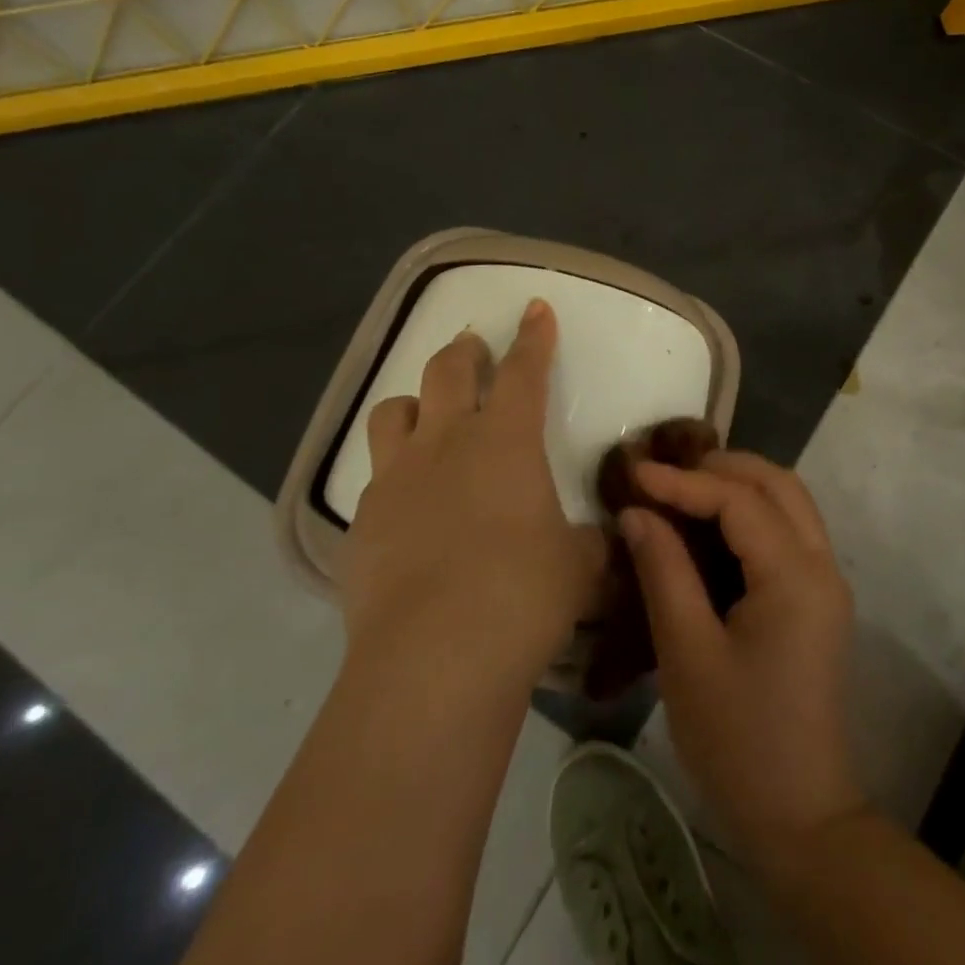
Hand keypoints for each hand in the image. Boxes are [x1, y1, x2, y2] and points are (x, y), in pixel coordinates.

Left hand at [338, 298, 607, 688]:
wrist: (434, 656)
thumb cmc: (523, 594)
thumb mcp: (578, 565)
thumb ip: (590, 541)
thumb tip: (602, 537)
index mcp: (505, 440)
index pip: (523, 370)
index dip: (533, 335)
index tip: (535, 308)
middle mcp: (445, 443)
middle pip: (447, 370)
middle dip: (465, 351)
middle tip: (473, 346)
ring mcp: (396, 478)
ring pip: (393, 411)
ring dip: (414, 402)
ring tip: (426, 415)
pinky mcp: (362, 521)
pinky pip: (375, 477)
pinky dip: (394, 474)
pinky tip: (406, 505)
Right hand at [620, 452, 864, 863]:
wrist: (801, 818)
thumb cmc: (738, 740)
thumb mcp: (687, 654)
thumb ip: (663, 571)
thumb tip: (636, 512)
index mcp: (795, 576)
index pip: (739, 500)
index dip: (684, 481)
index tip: (635, 473)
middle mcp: (822, 565)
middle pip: (778, 484)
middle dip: (721, 467)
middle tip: (665, 473)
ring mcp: (827, 582)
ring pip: (790, 502)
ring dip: (740, 484)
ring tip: (684, 488)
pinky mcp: (819, 600)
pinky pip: (790, 530)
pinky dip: (753, 511)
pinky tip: (712, 525)